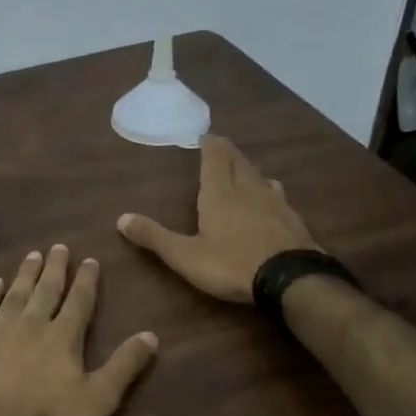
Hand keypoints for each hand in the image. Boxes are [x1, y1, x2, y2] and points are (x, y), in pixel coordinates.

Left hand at [0, 245, 157, 415]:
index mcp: (63, 337)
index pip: (80, 301)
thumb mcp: (98, 400)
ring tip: (32, 255)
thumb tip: (152, 335)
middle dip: (55, 267)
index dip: (87, 280)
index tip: (90, 260)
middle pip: (46, 289)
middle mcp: (32, 323)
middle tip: (59, 246)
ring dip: (25, 273)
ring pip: (16, 292)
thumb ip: (124, 366)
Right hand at [117, 135, 321, 302]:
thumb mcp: (185, 256)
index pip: (215, 157)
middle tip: (219, 148)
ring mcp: (275, 203)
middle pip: (239, 162)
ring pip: (260, 177)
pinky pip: (277, 196)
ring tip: (242, 172)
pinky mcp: (294, 219)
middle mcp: (248, 190)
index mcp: (220, 193)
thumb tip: (121, 218)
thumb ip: (154, 237)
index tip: (204, 136)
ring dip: (248, 171)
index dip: (210, 144)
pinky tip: (270, 201)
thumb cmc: (231, 265)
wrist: (291, 279)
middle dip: (228, 153)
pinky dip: (267, 191)